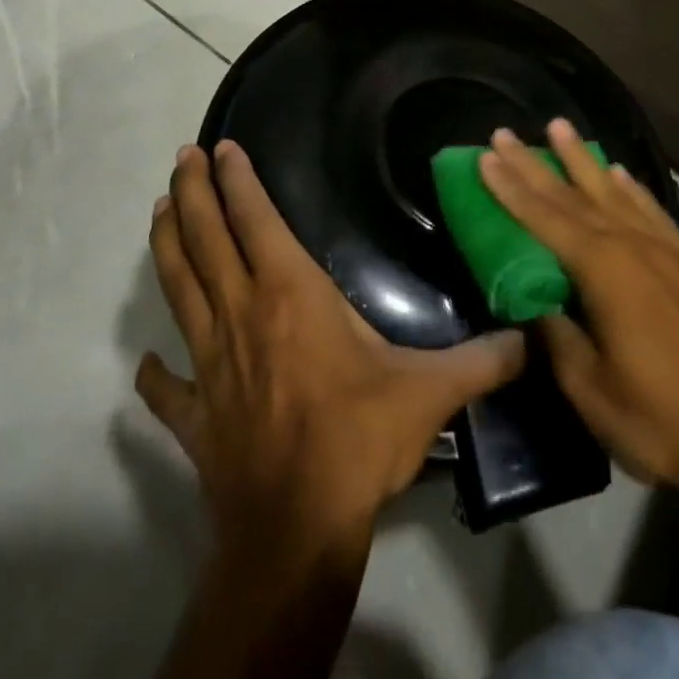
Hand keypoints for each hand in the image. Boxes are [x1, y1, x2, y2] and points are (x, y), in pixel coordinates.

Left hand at [137, 141, 526, 554]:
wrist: (297, 530)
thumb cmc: (359, 439)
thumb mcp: (431, 392)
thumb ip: (483, 360)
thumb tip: (532, 339)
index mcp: (290, 295)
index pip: (256, 221)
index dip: (238, 181)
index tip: (222, 148)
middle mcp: (242, 315)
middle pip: (206, 240)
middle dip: (192, 194)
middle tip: (181, 158)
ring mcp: (210, 364)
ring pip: (179, 291)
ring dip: (167, 248)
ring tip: (159, 212)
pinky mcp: (196, 414)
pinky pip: (167, 388)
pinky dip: (154, 374)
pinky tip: (146, 365)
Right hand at [479, 121, 678, 499]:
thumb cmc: (659, 420)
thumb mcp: (589, 389)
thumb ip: (556, 335)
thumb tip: (534, 301)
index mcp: (603, 271)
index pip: (544, 218)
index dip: (511, 187)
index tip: (485, 156)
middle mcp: (632, 246)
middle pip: (573, 194)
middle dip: (535, 163)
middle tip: (505, 133)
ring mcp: (665, 251)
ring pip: (614, 192)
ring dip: (583, 159)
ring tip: (560, 127)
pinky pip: (652, 211)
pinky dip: (631, 188)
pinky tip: (620, 173)